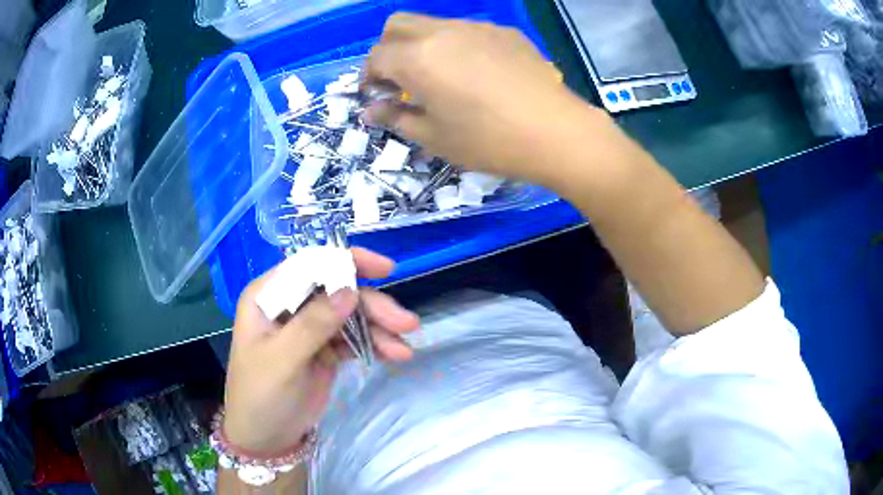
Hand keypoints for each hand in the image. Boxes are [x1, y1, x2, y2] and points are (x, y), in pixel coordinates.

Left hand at [223, 248, 418, 454]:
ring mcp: (309, 328)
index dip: (347, 262)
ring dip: (379, 327)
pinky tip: (394, 355)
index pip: (309, 266)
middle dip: (372, 305)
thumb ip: (312, 325)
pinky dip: (375, 344)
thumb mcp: (282, 361)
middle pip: (337, 291)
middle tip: (406, 323)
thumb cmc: (260, 396)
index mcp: (268, 296)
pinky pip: (355, 338)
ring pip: (351, 314)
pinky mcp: (325, 349)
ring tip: (404, 348)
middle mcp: (290, 305)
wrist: (265, 437)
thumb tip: (349, 290)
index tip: (384, 269)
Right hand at [365, 13, 605, 186]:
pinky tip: (478, 73)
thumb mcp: (435, 137)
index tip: (377, 96)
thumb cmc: (489, 140)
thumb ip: (396, 118)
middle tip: (400, 79)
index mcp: (417, 58)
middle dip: (388, 48)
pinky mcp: (505, 32)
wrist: (557, 132)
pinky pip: (469, 31)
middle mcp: (442, 32)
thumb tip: (371, 111)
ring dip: (423, 44)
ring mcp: (477, 27)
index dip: (369, 76)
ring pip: (434, 24)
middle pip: (397, 24)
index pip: (376, 56)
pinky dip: (458, 46)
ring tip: (442, 77)